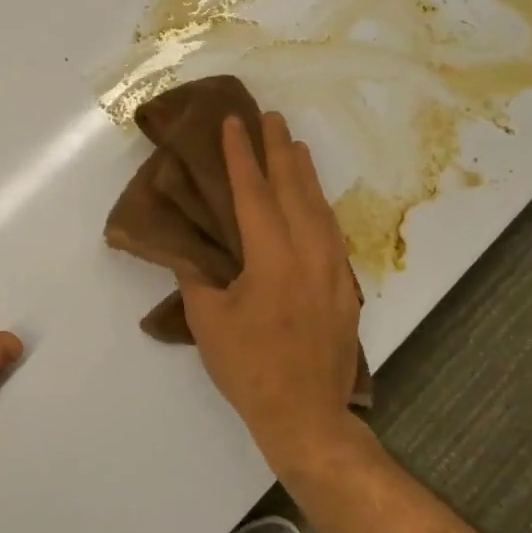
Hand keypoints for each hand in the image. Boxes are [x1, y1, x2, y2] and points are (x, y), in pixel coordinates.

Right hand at [177, 113, 359, 469]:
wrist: (306, 415)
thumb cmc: (249, 368)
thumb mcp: (208, 321)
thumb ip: (196, 277)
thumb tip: (187, 250)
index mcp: (271, 257)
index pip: (253, 193)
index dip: (241, 155)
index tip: (233, 123)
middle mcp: (308, 253)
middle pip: (294, 189)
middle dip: (280, 150)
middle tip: (271, 117)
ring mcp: (333, 269)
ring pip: (320, 207)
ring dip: (305, 173)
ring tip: (295, 145)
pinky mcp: (344, 287)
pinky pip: (332, 231)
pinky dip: (320, 206)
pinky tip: (315, 201)